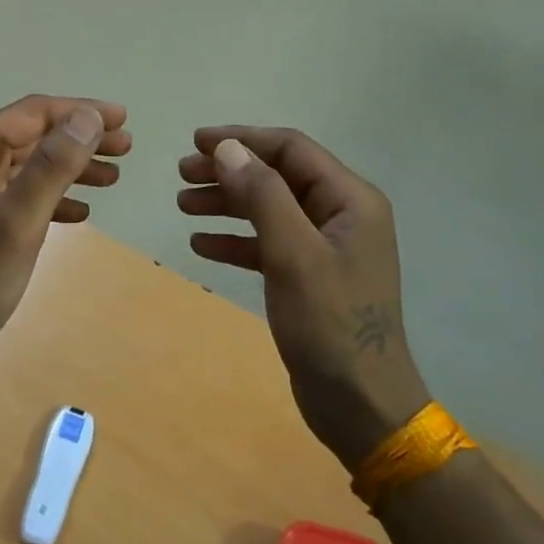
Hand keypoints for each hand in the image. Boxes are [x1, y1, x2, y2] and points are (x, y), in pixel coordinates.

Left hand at [0, 95, 130, 374]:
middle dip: (81, 138)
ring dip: (74, 167)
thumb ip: (53, 166)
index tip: (122, 119)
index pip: (32, 114)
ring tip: (114, 177)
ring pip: (33, 166)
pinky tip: (83, 213)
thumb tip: (89, 117)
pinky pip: (27, 197)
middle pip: (35, 136)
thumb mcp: (18, 219)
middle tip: (127, 146)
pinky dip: (57, 198)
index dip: (79, 111)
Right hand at [178, 126, 428, 469]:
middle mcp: (340, 214)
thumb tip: (228, 148)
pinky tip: (201, 244)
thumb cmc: (330, 324)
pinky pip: (267, 243)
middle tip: (182, 174)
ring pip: (268, 208)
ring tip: (183, 205)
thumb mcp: (293, 254)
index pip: (291, 149)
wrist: (361, 405)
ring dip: (227, 202)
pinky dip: (235, 240)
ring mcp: (325, 247)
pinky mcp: (310, 276)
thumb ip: (262, 195)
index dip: (242, 139)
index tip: (196, 142)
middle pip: (277, 175)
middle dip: (229, 171)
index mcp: (349, 199)